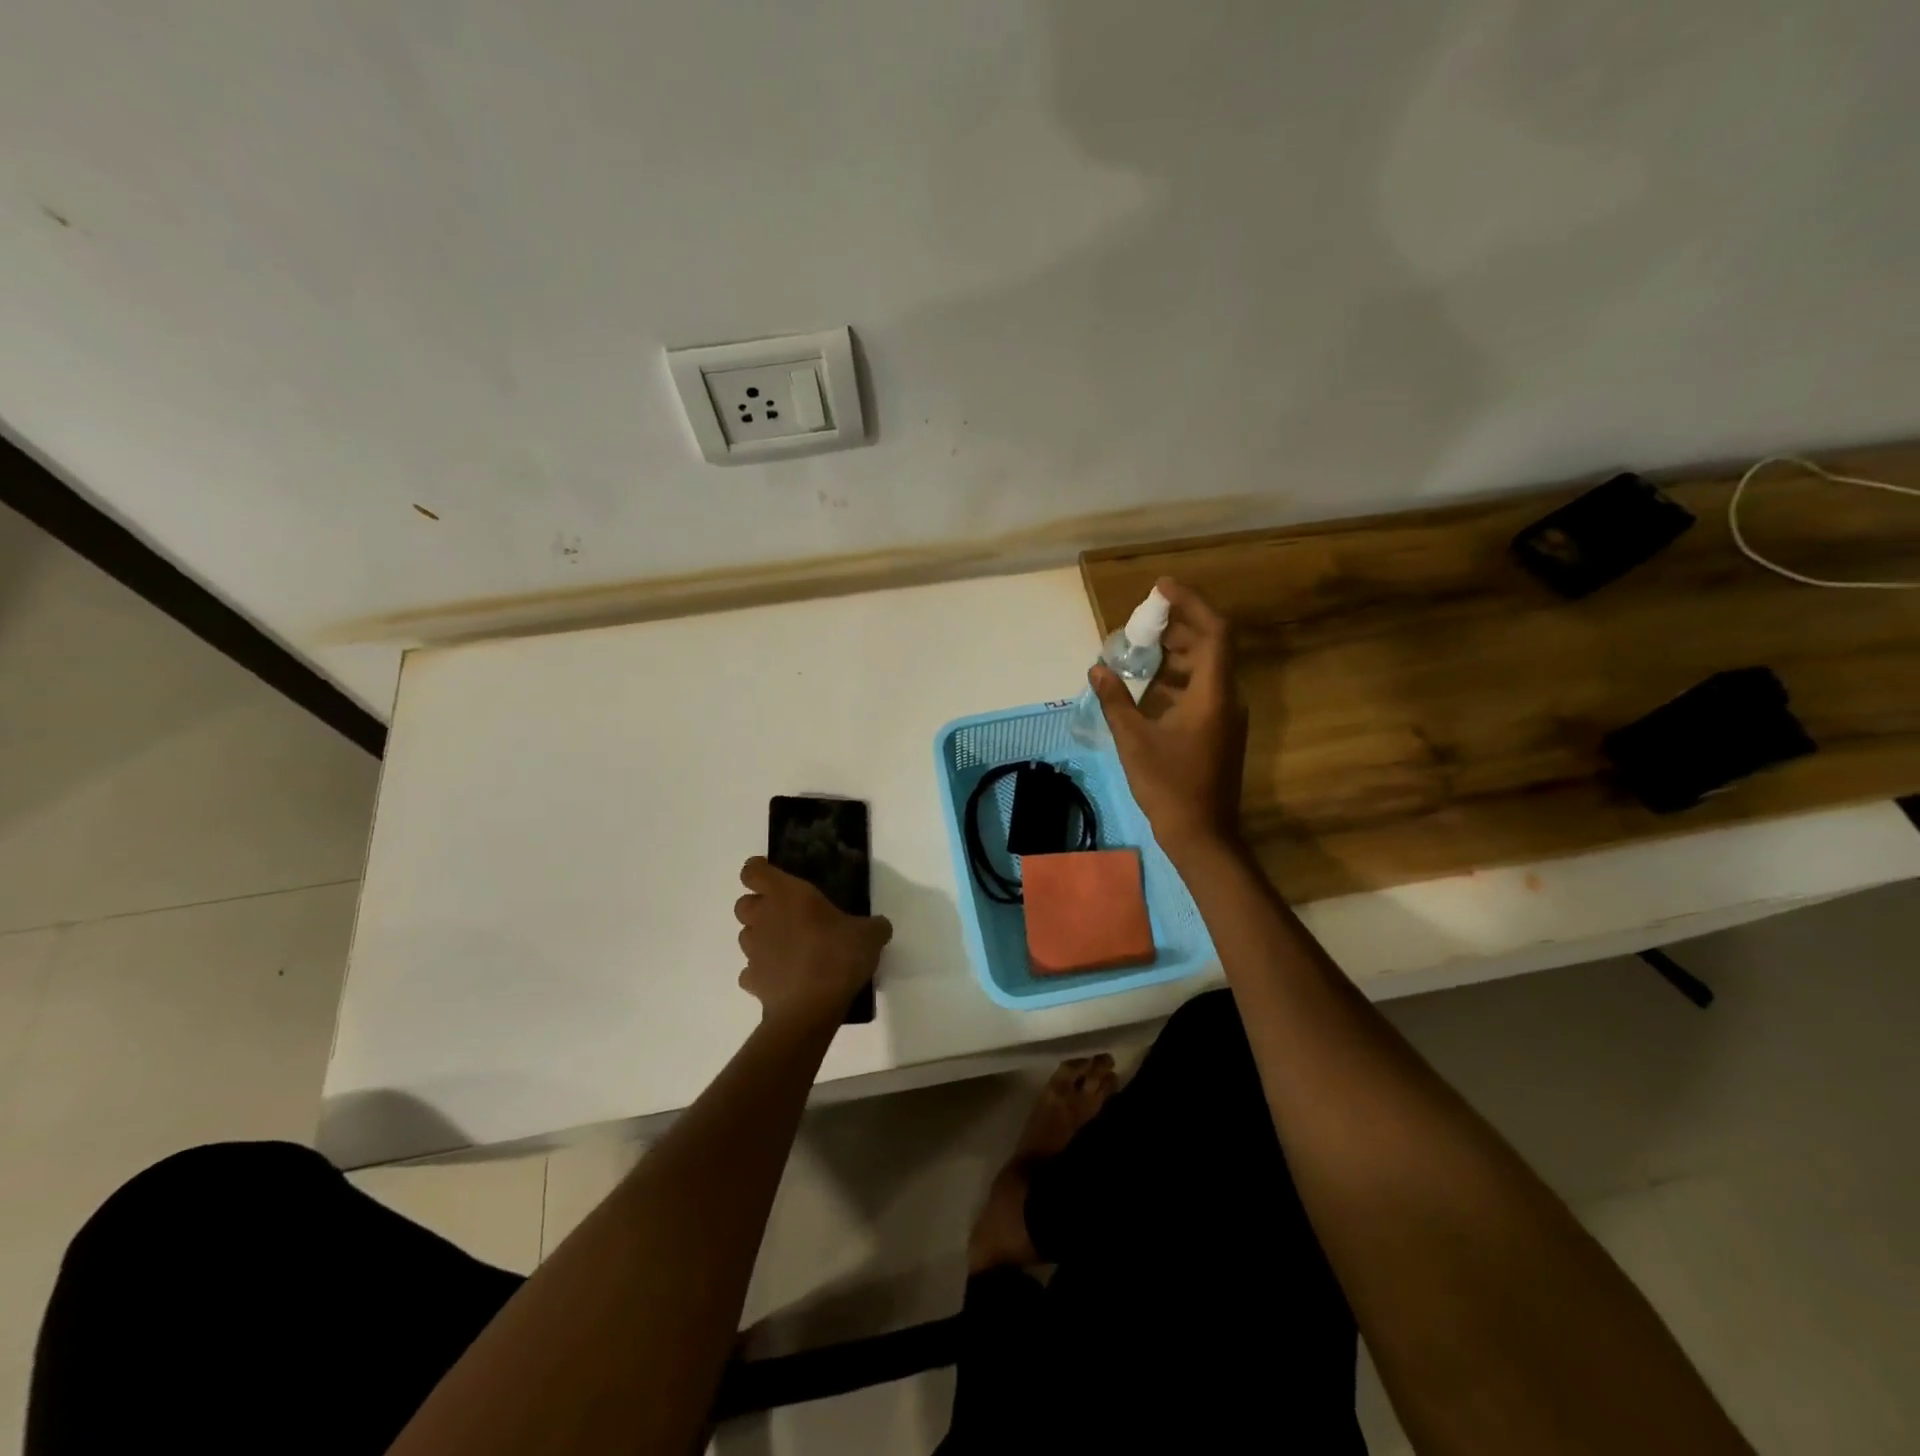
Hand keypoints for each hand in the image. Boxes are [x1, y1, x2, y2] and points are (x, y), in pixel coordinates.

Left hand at [733, 858, 892, 1027]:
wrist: (811, 1008)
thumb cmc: (838, 956)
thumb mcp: (870, 935)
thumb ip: (873, 926)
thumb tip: (879, 926)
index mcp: (787, 894)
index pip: (753, 871)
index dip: (759, 871)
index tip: (774, 877)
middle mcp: (764, 918)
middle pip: (743, 903)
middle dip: (758, 906)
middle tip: (785, 914)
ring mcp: (753, 951)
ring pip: (745, 936)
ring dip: (761, 938)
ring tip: (787, 948)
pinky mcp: (751, 981)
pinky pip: (750, 971)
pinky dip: (762, 971)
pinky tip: (783, 977)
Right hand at [1090, 576, 1246, 853]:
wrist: (1202, 834)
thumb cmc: (1169, 785)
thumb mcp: (1134, 740)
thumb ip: (1115, 700)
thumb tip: (1097, 668)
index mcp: (1213, 694)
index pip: (1214, 631)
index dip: (1190, 603)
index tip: (1160, 588)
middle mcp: (1227, 698)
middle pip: (1210, 645)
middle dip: (1178, 626)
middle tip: (1142, 620)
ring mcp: (1226, 715)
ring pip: (1205, 668)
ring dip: (1176, 653)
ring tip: (1139, 649)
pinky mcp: (1219, 730)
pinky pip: (1201, 689)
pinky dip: (1177, 679)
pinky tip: (1147, 688)